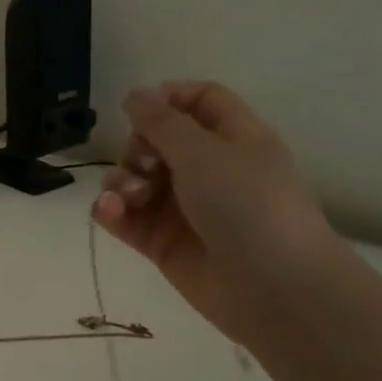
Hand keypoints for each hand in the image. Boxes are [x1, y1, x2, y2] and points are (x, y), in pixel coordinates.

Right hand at [92, 81, 345, 343]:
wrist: (271, 287)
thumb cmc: (249, 207)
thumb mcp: (205, 154)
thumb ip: (163, 123)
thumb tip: (135, 94)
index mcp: (232, 138)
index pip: (198, 101)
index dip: (167, 98)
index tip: (138, 109)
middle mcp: (206, 169)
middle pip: (155, 140)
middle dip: (136, 147)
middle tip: (144, 165)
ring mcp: (181, 207)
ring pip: (133, 179)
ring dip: (120, 181)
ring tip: (130, 198)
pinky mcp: (159, 241)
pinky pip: (124, 216)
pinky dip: (111, 211)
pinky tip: (110, 212)